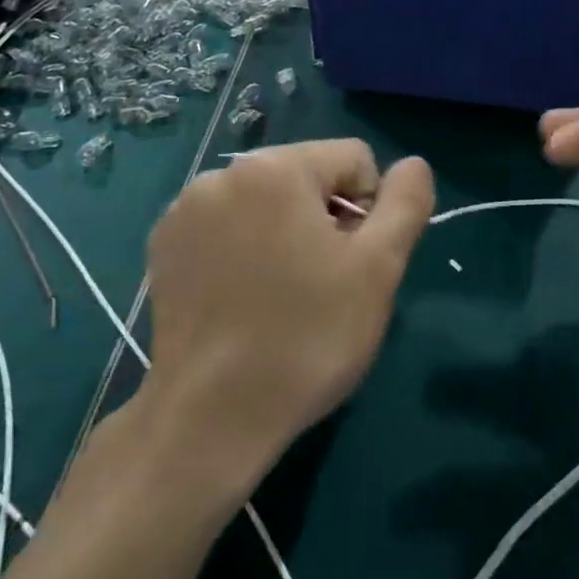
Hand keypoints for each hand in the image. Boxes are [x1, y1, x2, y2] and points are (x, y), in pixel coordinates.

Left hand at [136, 141, 435, 495]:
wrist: (212, 418)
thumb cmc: (308, 337)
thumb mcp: (378, 268)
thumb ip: (405, 202)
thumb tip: (414, 163)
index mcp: (276, 167)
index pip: (354, 160)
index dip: (370, 210)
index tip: (354, 265)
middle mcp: (223, 173)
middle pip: (307, 177)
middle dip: (325, 219)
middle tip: (323, 284)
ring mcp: (184, 210)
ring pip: (267, 202)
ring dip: (286, 233)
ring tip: (282, 295)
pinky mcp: (163, 246)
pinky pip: (227, 225)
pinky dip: (244, 249)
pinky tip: (243, 299)